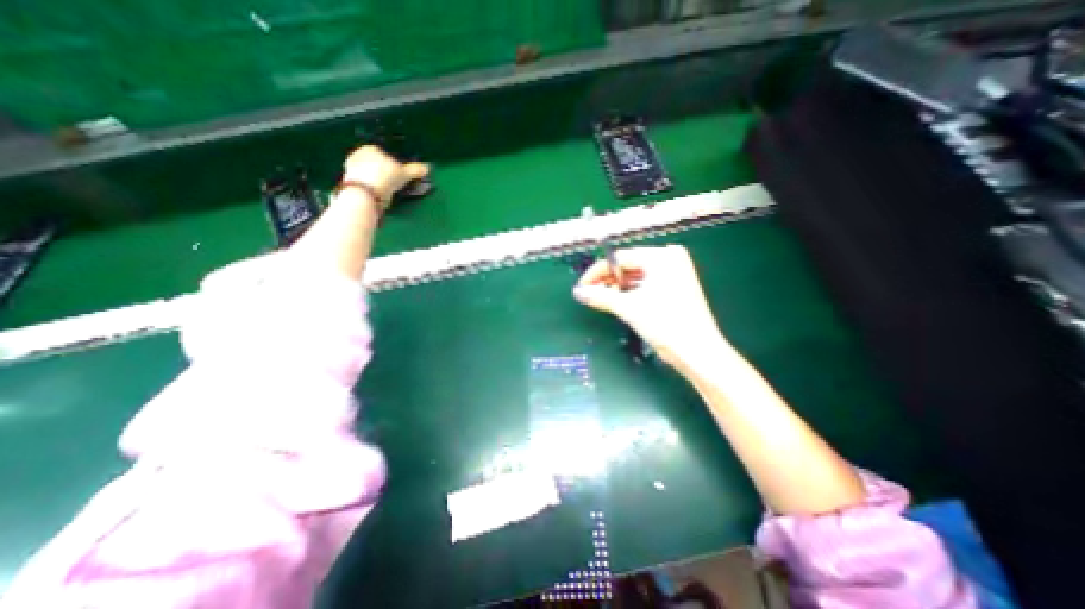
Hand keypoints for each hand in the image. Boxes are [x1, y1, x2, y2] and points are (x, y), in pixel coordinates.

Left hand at [347, 145, 433, 202]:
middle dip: (383, 172)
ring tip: (386, 191)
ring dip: (376, 180)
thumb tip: (427, 167)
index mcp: (373, 148)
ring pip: (368, 173)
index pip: (385, 155)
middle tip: (393, 184)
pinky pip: (364, 182)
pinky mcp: (348, 180)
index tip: (399, 175)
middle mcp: (359, 153)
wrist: (366, 192)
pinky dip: (370, 187)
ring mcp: (351, 167)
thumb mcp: (405, 174)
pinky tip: (377, 194)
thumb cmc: (386, 177)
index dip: (393, 165)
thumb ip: (415, 170)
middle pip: (375, 163)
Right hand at [571, 246, 731, 369]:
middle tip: (589, 293)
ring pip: (636, 276)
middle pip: (628, 265)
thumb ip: (601, 296)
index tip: (582, 286)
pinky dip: (631, 292)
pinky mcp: (676, 287)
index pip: (620, 258)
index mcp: (662, 257)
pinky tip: (618, 301)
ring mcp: (675, 273)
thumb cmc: (665, 324)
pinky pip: (646, 284)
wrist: (698, 353)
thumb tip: (578, 292)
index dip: (598, 272)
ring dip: (617, 287)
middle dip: (607, 280)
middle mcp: (670, 259)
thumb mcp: (629, 308)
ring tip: (600, 299)